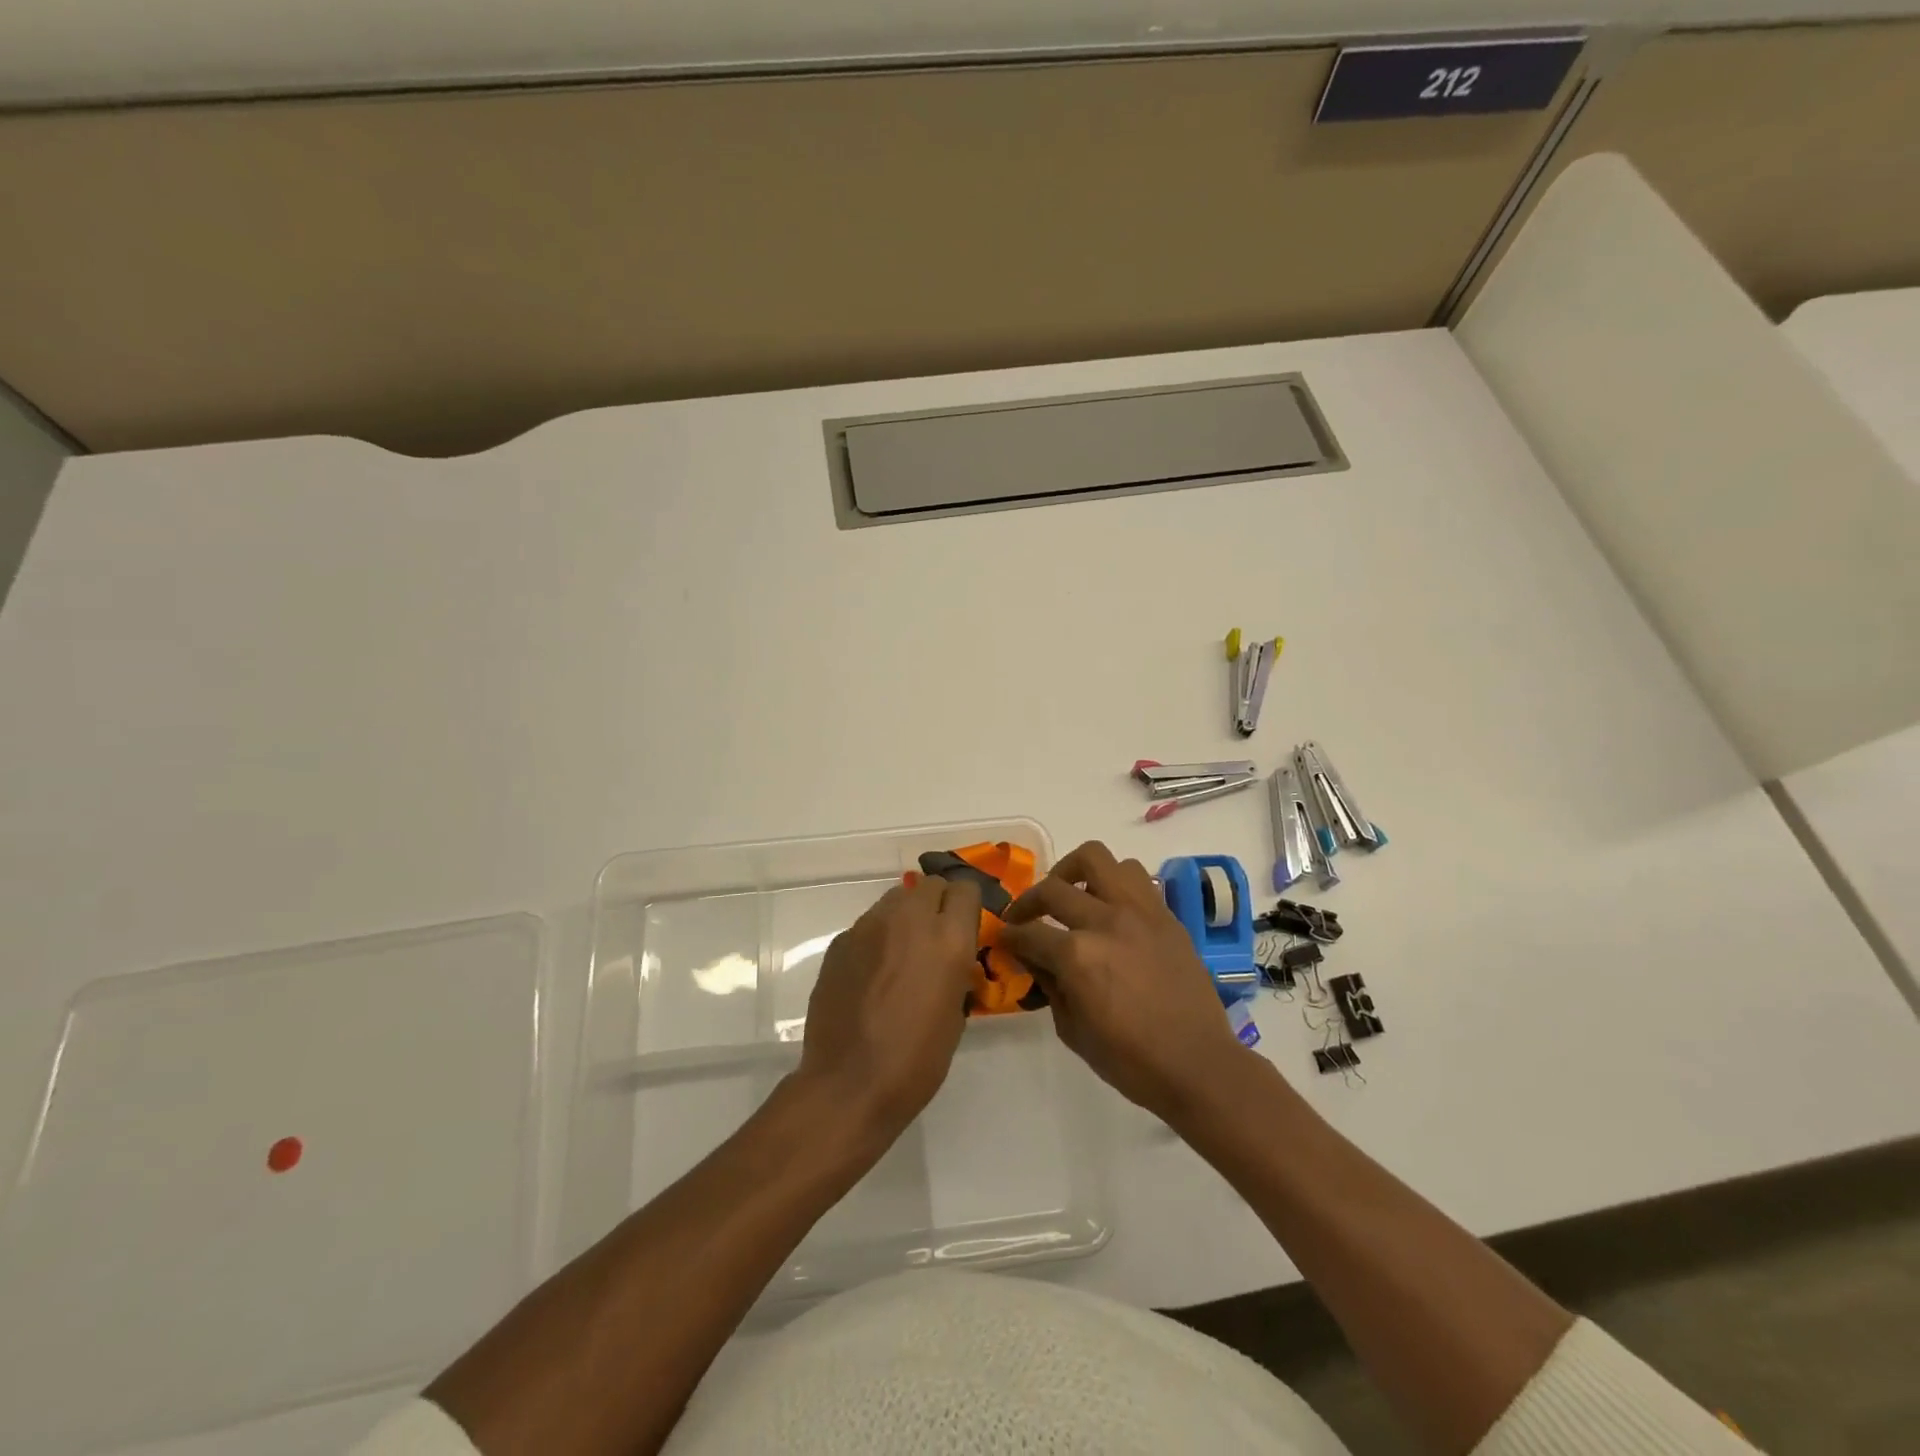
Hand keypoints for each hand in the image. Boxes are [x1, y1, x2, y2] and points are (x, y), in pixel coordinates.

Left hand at [796, 873, 982, 1145]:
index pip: (966, 889)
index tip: (966, 926)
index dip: (967, 905)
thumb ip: (956, 973)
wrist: (849, 1083)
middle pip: (929, 885)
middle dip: (937, 903)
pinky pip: (868, 925)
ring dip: (905, 916)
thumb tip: (952, 962)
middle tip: (935, 938)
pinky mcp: (841, 941)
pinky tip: (871, 973)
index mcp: (948, 939)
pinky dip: (877, 938)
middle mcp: (910, 920)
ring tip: (901, 953)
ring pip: (895, 899)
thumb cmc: (915, 1060)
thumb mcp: (955, 1016)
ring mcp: (869, 927)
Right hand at [1000, 841, 1251, 1120]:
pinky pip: (1134, 876)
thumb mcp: (1072, 1030)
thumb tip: (1034, 958)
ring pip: (1098, 859)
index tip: (1004, 938)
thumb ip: (1049, 984)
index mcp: (1078, 956)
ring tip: (1070, 895)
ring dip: (1073, 872)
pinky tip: (1108, 908)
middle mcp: (1106, 921)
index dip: (1010, 936)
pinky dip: (1113, 883)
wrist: (1198, 1065)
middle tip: (1025, 917)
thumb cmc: (1130, 1060)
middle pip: (1053, 887)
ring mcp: (1139, 912)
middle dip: (1029, 901)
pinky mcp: (1165, 915)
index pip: (1029, 933)